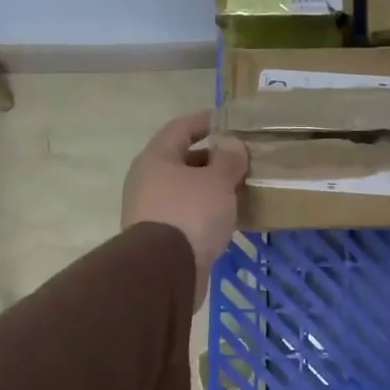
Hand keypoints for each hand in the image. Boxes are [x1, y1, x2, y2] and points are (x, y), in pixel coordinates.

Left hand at [121, 110, 248, 305]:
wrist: (164, 270)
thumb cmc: (190, 213)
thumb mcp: (217, 181)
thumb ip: (228, 159)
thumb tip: (232, 144)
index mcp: (156, 158)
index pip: (180, 128)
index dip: (204, 121)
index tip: (227, 119)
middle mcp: (148, 181)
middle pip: (182, 160)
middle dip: (212, 158)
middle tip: (242, 159)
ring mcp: (151, 211)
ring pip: (186, 190)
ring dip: (211, 188)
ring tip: (240, 188)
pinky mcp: (160, 238)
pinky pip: (188, 215)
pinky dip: (207, 212)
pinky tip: (229, 217)